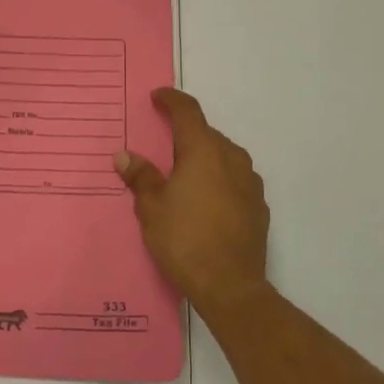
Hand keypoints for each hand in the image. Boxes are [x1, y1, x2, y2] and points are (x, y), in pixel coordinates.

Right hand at [115, 88, 269, 318]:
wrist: (231, 286)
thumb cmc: (184, 240)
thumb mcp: (151, 208)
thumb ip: (140, 176)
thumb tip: (125, 155)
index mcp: (204, 151)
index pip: (188, 111)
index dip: (171, 100)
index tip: (157, 97)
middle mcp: (232, 158)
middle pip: (206, 134)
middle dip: (184, 134)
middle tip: (162, 146)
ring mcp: (250, 182)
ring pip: (223, 157)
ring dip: (203, 158)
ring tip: (182, 176)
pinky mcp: (259, 206)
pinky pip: (234, 179)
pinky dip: (217, 180)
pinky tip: (204, 201)